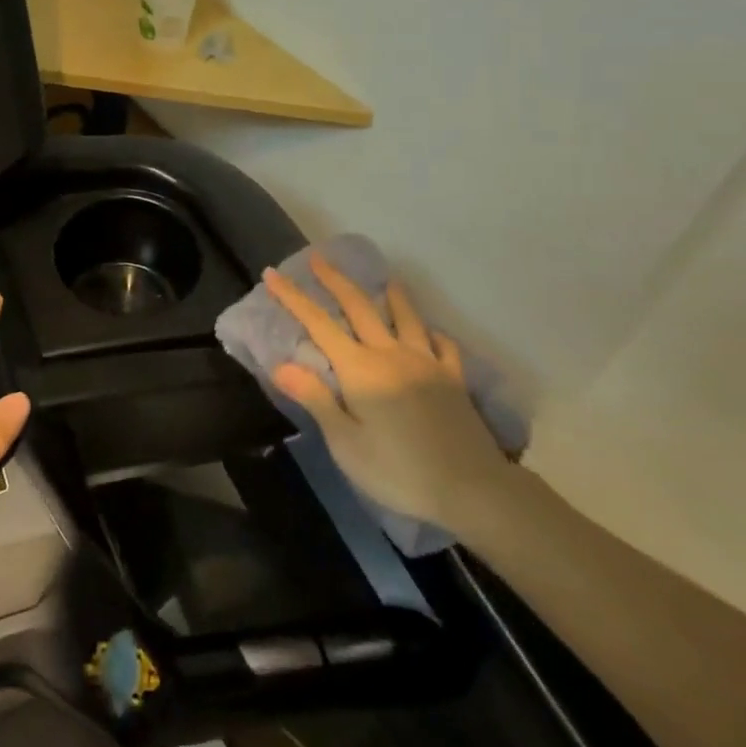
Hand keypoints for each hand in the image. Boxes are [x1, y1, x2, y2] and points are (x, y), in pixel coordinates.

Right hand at [265, 257, 513, 536]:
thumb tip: (281, 364)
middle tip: (319, 258)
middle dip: (335, 280)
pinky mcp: (453, 379)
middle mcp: (390, 354)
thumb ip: (316, 399)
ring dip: (390, 294)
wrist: (472, 488)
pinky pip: (442, 345)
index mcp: (360, 369)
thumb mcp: (346, 443)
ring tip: (384, 279)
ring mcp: (425, 362)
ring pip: (405, 316)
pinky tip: (430, 333)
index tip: (273, 273)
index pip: (318, 323)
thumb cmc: (399, 471)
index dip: (293, 297)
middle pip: (359, 306)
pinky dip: (432, 332)